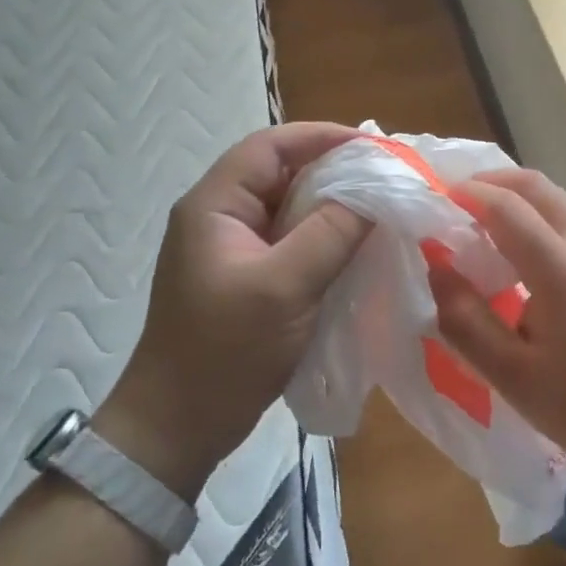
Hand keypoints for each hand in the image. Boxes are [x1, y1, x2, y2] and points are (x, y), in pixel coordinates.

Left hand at [94, 123, 370, 499]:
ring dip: (332, 205)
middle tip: (387, 178)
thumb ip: (331, 232)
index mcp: (215, 205)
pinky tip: (357, 248)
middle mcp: (221, 216)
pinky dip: (324, 237)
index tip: (375, 147)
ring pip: (289, 208)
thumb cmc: (224, 352)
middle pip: (281, 173)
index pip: (270, 147)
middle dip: (334, 170)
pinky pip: (291, 241)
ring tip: (381, 209)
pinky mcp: (247, 277)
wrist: (178, 428)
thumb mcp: (283, 287)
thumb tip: (377, 191)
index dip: (322, 137)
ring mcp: (233, 249)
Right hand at [427, 167, 565, 476]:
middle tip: (456, 196)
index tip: (437, 197)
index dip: (469, 195)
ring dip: (517, 195)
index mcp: (563, 271)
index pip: (508, 208)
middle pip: (537, 186)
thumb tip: (437, 267)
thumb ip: (466, 320)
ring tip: (482, 216)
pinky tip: (521, 244)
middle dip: (493, 181)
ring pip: (558, 198)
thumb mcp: (512, 376)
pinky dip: (538, 213)